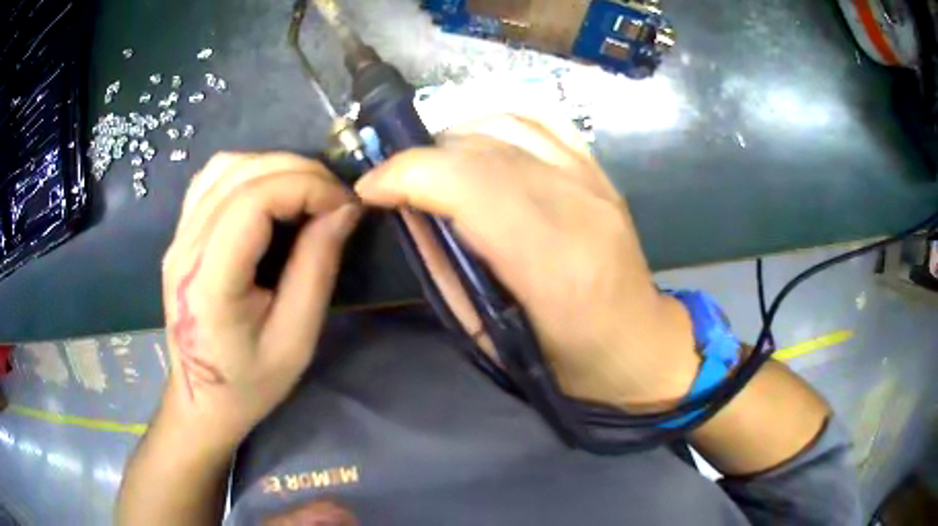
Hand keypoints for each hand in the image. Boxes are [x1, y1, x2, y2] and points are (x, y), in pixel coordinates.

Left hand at [160, 152, 359, 448]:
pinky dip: (248, 173)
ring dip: (274, 167)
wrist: (200, 399)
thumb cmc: (250, 383)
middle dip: (298, 171)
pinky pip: (212, 180)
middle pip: (240, 173)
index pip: (254, 200)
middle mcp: (184, 249)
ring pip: (225, 167)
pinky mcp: (180, 236)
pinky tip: (269, 195)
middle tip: (334, 198)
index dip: (306, 186)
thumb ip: (317, 267)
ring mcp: (177, 238)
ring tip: (305, 193)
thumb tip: (344, 209)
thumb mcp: (296, 339)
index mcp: (209, 282)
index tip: (345, 205)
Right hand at [356, 114, 697, 408]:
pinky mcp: (599, 172)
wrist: (637, 342)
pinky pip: (539, 121)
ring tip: (435, 169)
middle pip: (481, 150)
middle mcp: (577, 206)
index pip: (467, 184)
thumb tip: (407, 211)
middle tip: (397, 185)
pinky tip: (478, 147)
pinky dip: (495, 124)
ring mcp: (593, 181)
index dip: (406, 174)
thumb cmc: (564, 359)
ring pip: (506, 125)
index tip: (372, 189)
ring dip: (454, 139)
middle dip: (421, 159)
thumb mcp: (489, 335)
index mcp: (551, 263)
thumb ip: (444, 268)